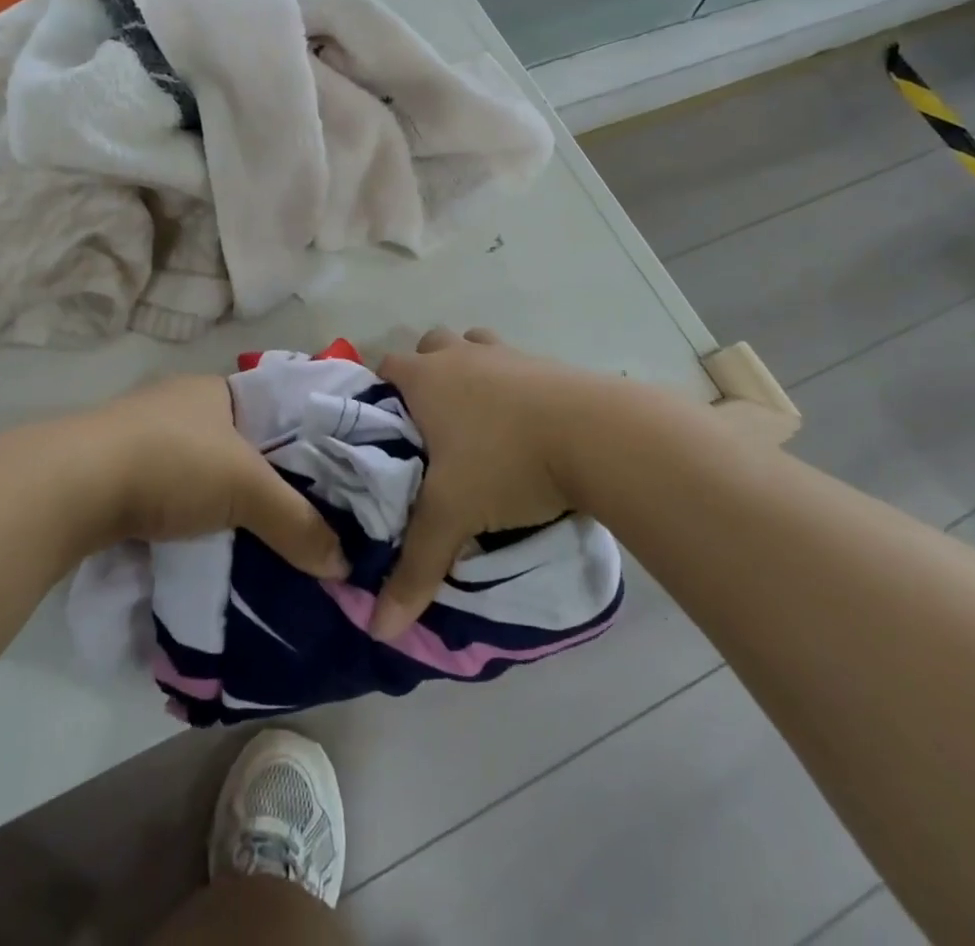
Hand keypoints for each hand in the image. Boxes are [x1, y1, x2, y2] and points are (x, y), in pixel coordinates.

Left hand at [84, 375, 347, 579]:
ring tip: (252, 534)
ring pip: (200, 467)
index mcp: (215, 389)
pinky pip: (168, 489)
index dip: (299, 443)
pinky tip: (199, 538)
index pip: (273, 410)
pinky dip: (185, 511)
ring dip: (219, 498)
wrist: (72, 485)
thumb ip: (297, 523)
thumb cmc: (174, 463)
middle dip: (260, 477)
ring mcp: (142, 433)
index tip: (323, 481)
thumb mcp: (247, 490)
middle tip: (293, 516)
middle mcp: (179, 402)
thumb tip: (343, 565)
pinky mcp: (114, 467)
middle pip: (236, 441)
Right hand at [371, 328, 596, 639]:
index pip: (384, 367)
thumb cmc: (506, 462)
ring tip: (478, 420)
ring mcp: (506, 353)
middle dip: (425, 376)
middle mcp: (461, 355)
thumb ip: (414, 569)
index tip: (385, 431)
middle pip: (429, 347)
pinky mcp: (545, 362)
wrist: (596, 434)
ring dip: (470, 371)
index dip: (379, 393)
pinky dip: (511, 384)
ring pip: (473, 345)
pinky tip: (524, 424)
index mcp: (427, 379)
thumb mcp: (453, 517)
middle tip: (432, 427)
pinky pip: (515, 364)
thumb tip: (379, 630)